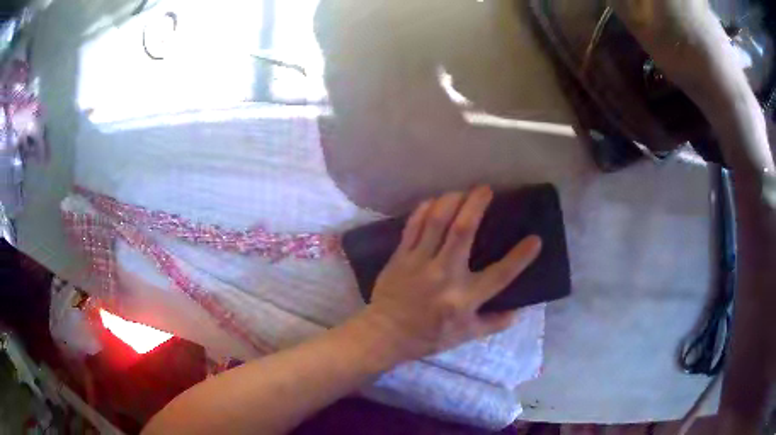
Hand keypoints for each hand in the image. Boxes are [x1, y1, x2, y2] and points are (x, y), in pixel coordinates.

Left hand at [357, 186, 542, 361]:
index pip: (500, 275)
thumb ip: (493, 323)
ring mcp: (419, 263)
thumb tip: (518, 311)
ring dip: (451, 200)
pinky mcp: (400, 257)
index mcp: (464, 298)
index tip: (535, 239)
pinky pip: (413, 227)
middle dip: (476, 204)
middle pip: (462, 231)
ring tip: (461, 191)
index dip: (520, 256)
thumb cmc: (428, 336)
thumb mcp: (465, 336)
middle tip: (485, 189)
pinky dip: (424, 210)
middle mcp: (444, 275)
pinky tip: (434, 201)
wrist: (386, 334)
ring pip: (436, 221)